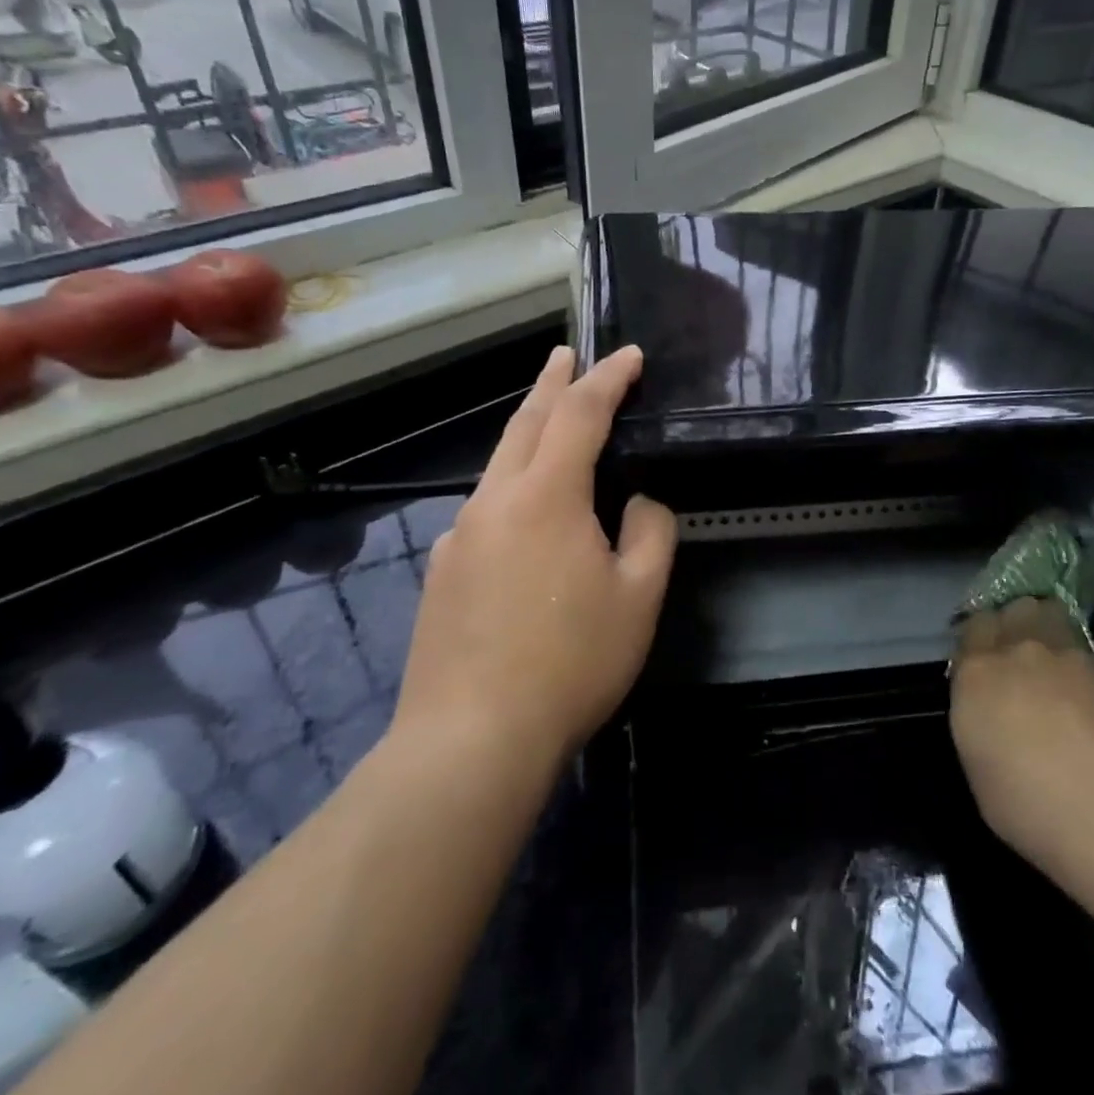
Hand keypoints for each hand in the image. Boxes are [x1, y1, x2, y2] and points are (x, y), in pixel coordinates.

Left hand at [393, 345, 676, 765]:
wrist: (469, 740)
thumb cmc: (570, 663)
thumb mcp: (637, 597)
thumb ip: (650, 534)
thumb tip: (637, 503)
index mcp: (545, 496)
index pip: (580, 414)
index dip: (608, 379)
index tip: (630, 356)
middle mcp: (495, 500)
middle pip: (526, 422)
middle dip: (552, 382)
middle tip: (568, 354)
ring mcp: (460, 535)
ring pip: (500, 462)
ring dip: (529, 429)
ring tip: (550, 417)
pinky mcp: (443, 570)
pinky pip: (486, 506)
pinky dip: (513, 481)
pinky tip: (524, 511)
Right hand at [950, 599, 1093, 896]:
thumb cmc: (1031, 809)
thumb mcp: (979, 768)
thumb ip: (979, 720)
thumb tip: (991, 707)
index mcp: (977, 675)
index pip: (972, 629)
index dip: (978, 642)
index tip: (983, 662)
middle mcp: (1017, 652)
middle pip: (1011, 611)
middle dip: (1011, 625)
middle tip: (1016, 657)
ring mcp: (1066, 656)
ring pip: (1048, 614)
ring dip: (1044, 627)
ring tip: (1052, 661)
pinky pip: (1082, 651)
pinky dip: (1078, 664)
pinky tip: (1087, 698)